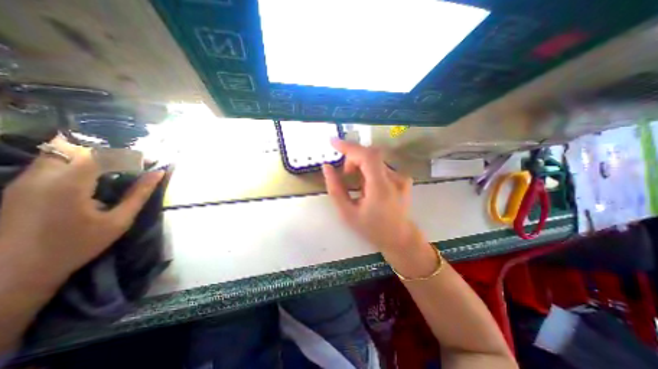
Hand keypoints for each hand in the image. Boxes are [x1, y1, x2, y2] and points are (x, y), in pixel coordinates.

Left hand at [0, 136, 162, 288]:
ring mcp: (25, 179)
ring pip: (59, 151)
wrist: (13, 273)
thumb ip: (140, 194)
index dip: (130, 154)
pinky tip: (91, 177)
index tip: (149, 161)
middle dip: (109, 151)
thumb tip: (159, 173)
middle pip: (77, 146)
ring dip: (91, 154)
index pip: (104, 154)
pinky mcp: (19, 186)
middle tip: (130, 163)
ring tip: (114, 168)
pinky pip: (50, 162)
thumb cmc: (76, 246)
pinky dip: (75, 162)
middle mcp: (42, 175)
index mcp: (69, 184)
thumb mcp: (118, 221)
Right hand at [323, 139, 415, 252]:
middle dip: (353, 160)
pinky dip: (369, 171)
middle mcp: (395, 178)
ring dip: (361, 167)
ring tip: (358, 186)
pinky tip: (369, 187)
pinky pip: (381, 166)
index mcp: (381, 188)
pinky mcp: (403, 178)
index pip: (367, 156)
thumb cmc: (372, 228)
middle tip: (345, 176)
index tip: (333, 142)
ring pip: (374, 161)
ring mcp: (401, 177)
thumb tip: (327, 167)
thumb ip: (335, 189)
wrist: (399, 237)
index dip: (349, 146)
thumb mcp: (347, 213)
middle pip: (370, 155)